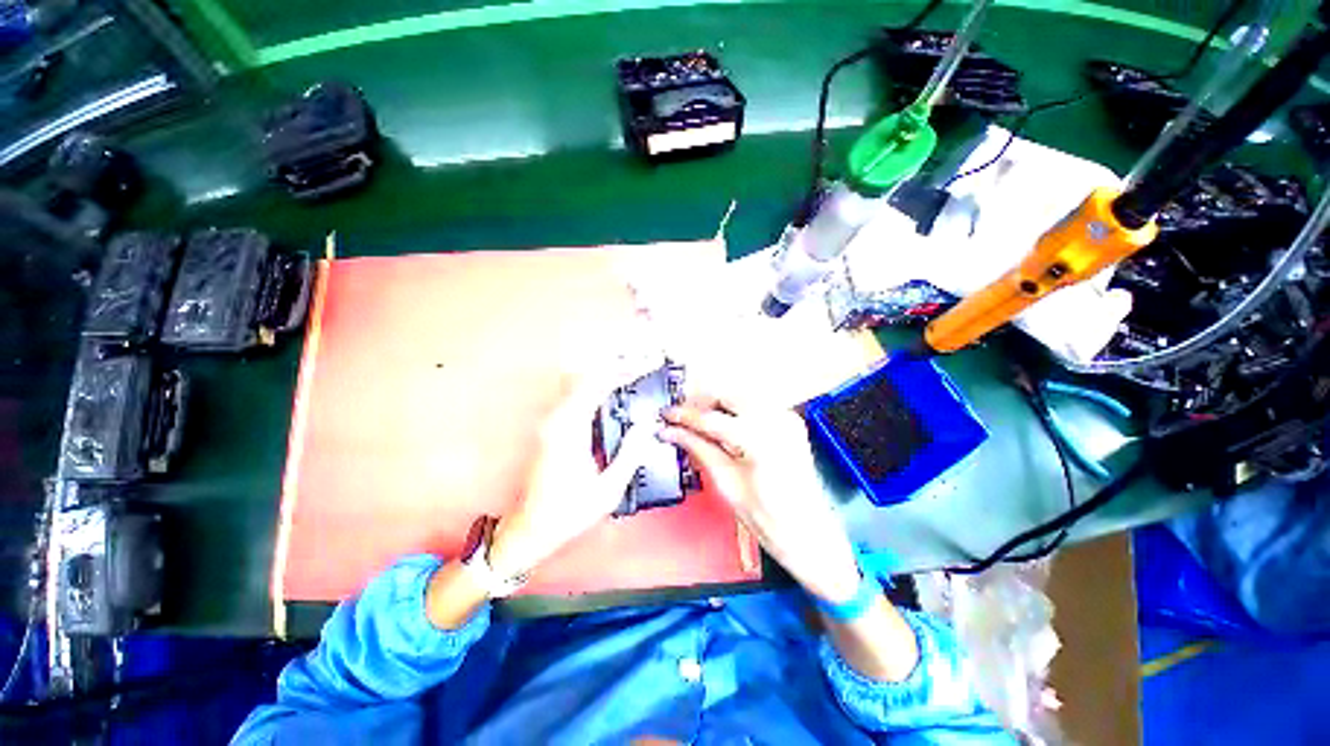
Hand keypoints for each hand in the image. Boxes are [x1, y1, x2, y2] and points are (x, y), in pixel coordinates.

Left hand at [488, 348, 662, 578]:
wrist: (529, 529)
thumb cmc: (568, 513)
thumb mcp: (608, 489)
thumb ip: (630, 453)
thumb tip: (648, 423)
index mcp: (569, 430)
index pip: (599, 384)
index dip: (627, 370)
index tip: (650, 363)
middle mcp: (557, 418)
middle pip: (589, 376)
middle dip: (621, 365)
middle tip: (647, 362)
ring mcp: (553, 421)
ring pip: (583, 382)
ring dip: (611, 373)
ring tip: (637, 371)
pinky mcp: (554, 426)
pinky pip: (580, 396)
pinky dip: (601, 387)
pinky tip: (618, 391)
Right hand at [659, 395, 862, 604]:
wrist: (809, 532)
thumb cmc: (769, 518)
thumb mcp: (725, 482)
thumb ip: (698, 448)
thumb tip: (671, 432)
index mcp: (760, 438)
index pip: (711, 417)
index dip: (684, 416)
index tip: (665, 416)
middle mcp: (777, 419)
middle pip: (727, 395)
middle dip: (701, 404)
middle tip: (680, 419)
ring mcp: (786, 417)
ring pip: (740, 396)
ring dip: (717, 405)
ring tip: (698, 423)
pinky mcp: (790, 421)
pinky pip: (755, 405)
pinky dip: (736, 410)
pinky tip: (723, 425)